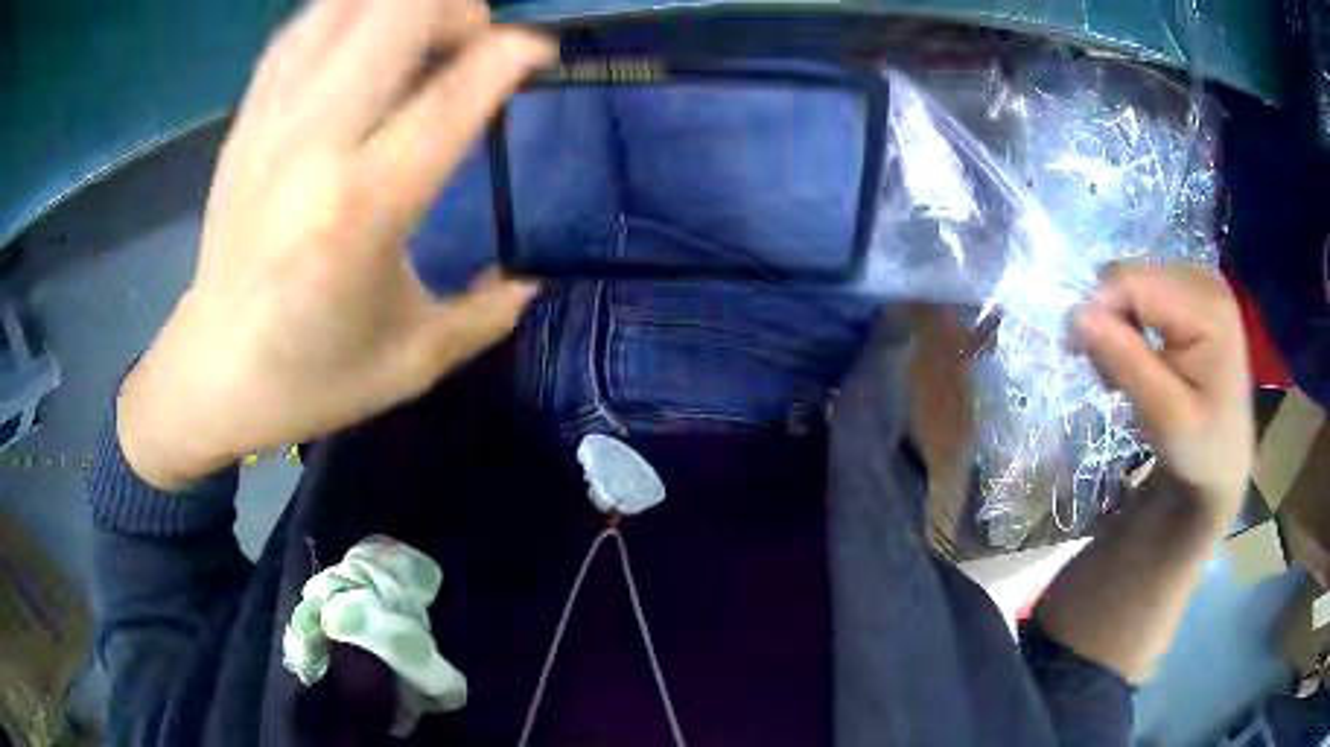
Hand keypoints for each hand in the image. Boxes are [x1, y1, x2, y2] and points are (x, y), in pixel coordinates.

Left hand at [117, 0, 554, 489]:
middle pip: (397, 15)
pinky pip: (302, 29)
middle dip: (455, 9)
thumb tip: (532, 278)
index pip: (453, 94)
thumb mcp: (413, 362)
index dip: (510, 55)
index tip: (538, 53)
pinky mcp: (246, 120)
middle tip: (472, 43)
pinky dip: (348, 13)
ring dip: (401, 5)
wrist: (211, 372)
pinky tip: (366, 38)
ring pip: (345, 7)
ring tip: (423, 34)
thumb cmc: (309, 377)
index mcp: (363, 209)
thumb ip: (487, 314)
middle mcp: (313, 146)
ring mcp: (271, 124)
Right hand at [1073, 263, 1254, 522]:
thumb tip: (1075, 315)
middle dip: (1109, 320)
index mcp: (1207, 307)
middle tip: (1109, 376)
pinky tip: (1141, 355)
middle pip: (1133, 277)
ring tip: (1125, 371)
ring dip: (1119, 324)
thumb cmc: (1200, 449)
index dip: (1097, 309)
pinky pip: (1146, 292)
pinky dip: (1132, 322)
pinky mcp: (1194, 295)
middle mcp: (1205, 280)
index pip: (1133, 281)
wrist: (1225, 465)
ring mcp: (1201, 283)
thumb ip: (1126, 361)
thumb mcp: (1163, 416)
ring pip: (1135, 282)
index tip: (1077, 356)